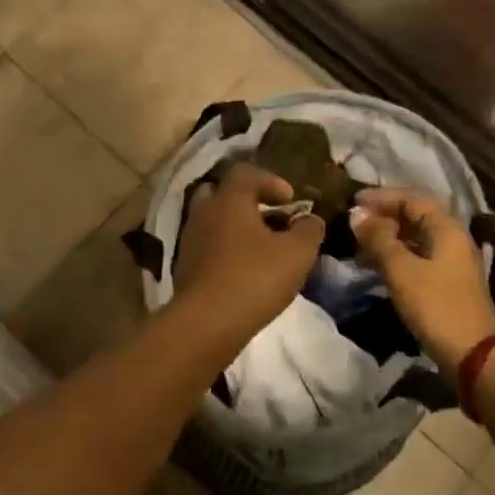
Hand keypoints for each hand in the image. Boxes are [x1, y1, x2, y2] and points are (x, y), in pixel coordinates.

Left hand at [174, 163, 326, 340]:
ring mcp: (189, 238)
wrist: (206, 322)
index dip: (271, 180)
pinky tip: (242, 269)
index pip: (246, 172)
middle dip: (246, 200)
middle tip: (269, 217)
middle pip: (222, 192)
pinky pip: (207, 245)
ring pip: (213, 220)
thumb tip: (310, 219)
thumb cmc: (254, 278)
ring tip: (260, 247)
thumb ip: (308, 230)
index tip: (290, 199)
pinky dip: (224, 249)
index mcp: (229, 199)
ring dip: (235, 227)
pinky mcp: (184, 265)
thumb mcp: (297, 253)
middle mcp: (204, 211)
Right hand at [351, 187, 494, 375]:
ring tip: (358, 244)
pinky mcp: (445, 284)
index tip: (353, 200)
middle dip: (383, 216)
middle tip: (353, 223)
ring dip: (386, 237)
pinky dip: (394, 256)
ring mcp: (450, 264)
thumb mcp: (401, 269)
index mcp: (446, 229)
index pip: (412, 199)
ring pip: (414, 239)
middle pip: (415, 217)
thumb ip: (378, 239)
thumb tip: (356, 214)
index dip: (382, 197)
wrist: (472, 355)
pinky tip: (375, 266)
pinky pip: (416, 258)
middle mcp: (451, 240)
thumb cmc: (436, 305)